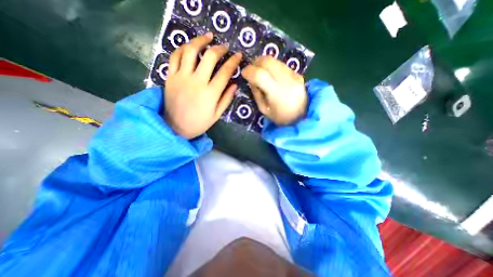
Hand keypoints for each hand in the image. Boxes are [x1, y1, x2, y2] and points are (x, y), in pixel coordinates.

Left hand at [166, 33, 241, 139]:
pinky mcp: (170, 77)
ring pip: (191, 51)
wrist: (175, 127)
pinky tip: (189, 46)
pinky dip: (182, 48)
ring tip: (207, 37)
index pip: (225, 72)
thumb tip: (235, 84)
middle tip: (225, 46)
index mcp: (210, 93)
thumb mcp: (217, 115)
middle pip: (209, 57)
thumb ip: (226, 99)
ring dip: (200, 40)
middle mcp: (197, 82)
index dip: (233, 61)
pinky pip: (175, 56)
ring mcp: (182, 77)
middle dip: (220, 49)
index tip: (239, 55)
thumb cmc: (199, 123)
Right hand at [242, 56, 306, 124]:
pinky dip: (273, 67)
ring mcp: (294, 76)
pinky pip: (282, 65)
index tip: (244, 73)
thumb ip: (256, 93)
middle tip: (252, 70)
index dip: (249, 71)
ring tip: (261, 72)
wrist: (301, 118)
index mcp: (277, 93)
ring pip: (275, 60)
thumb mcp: (263, 109)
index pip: (260, 74)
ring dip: (264, 63)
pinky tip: (271, 75)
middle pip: (268, 61)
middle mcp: (287, 81)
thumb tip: (251, 79)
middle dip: (256, 63)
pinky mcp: (298, 74)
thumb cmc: (280, 118)